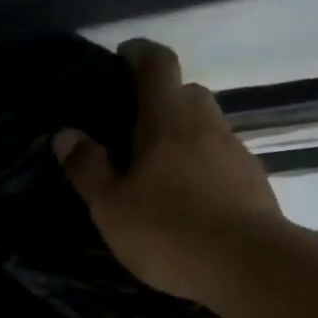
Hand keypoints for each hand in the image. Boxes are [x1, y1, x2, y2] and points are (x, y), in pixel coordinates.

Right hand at [54, 39, 288, 314]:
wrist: (246, 263)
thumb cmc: (168, 231)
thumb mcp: (112, 207)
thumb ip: (88, 169)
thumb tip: (65, 134)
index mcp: (167, 119)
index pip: (156, 64)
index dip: (139, 54)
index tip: (123, 57)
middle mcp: (206, 122)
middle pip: (185, 93)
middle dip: (160, 101)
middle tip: (134, 129)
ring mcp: (235, 150)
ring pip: (205, 128)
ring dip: (183, 138)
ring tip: (159, 172)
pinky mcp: (252, 181)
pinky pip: (220, 160)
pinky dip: (202, 168)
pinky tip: (189, 200)